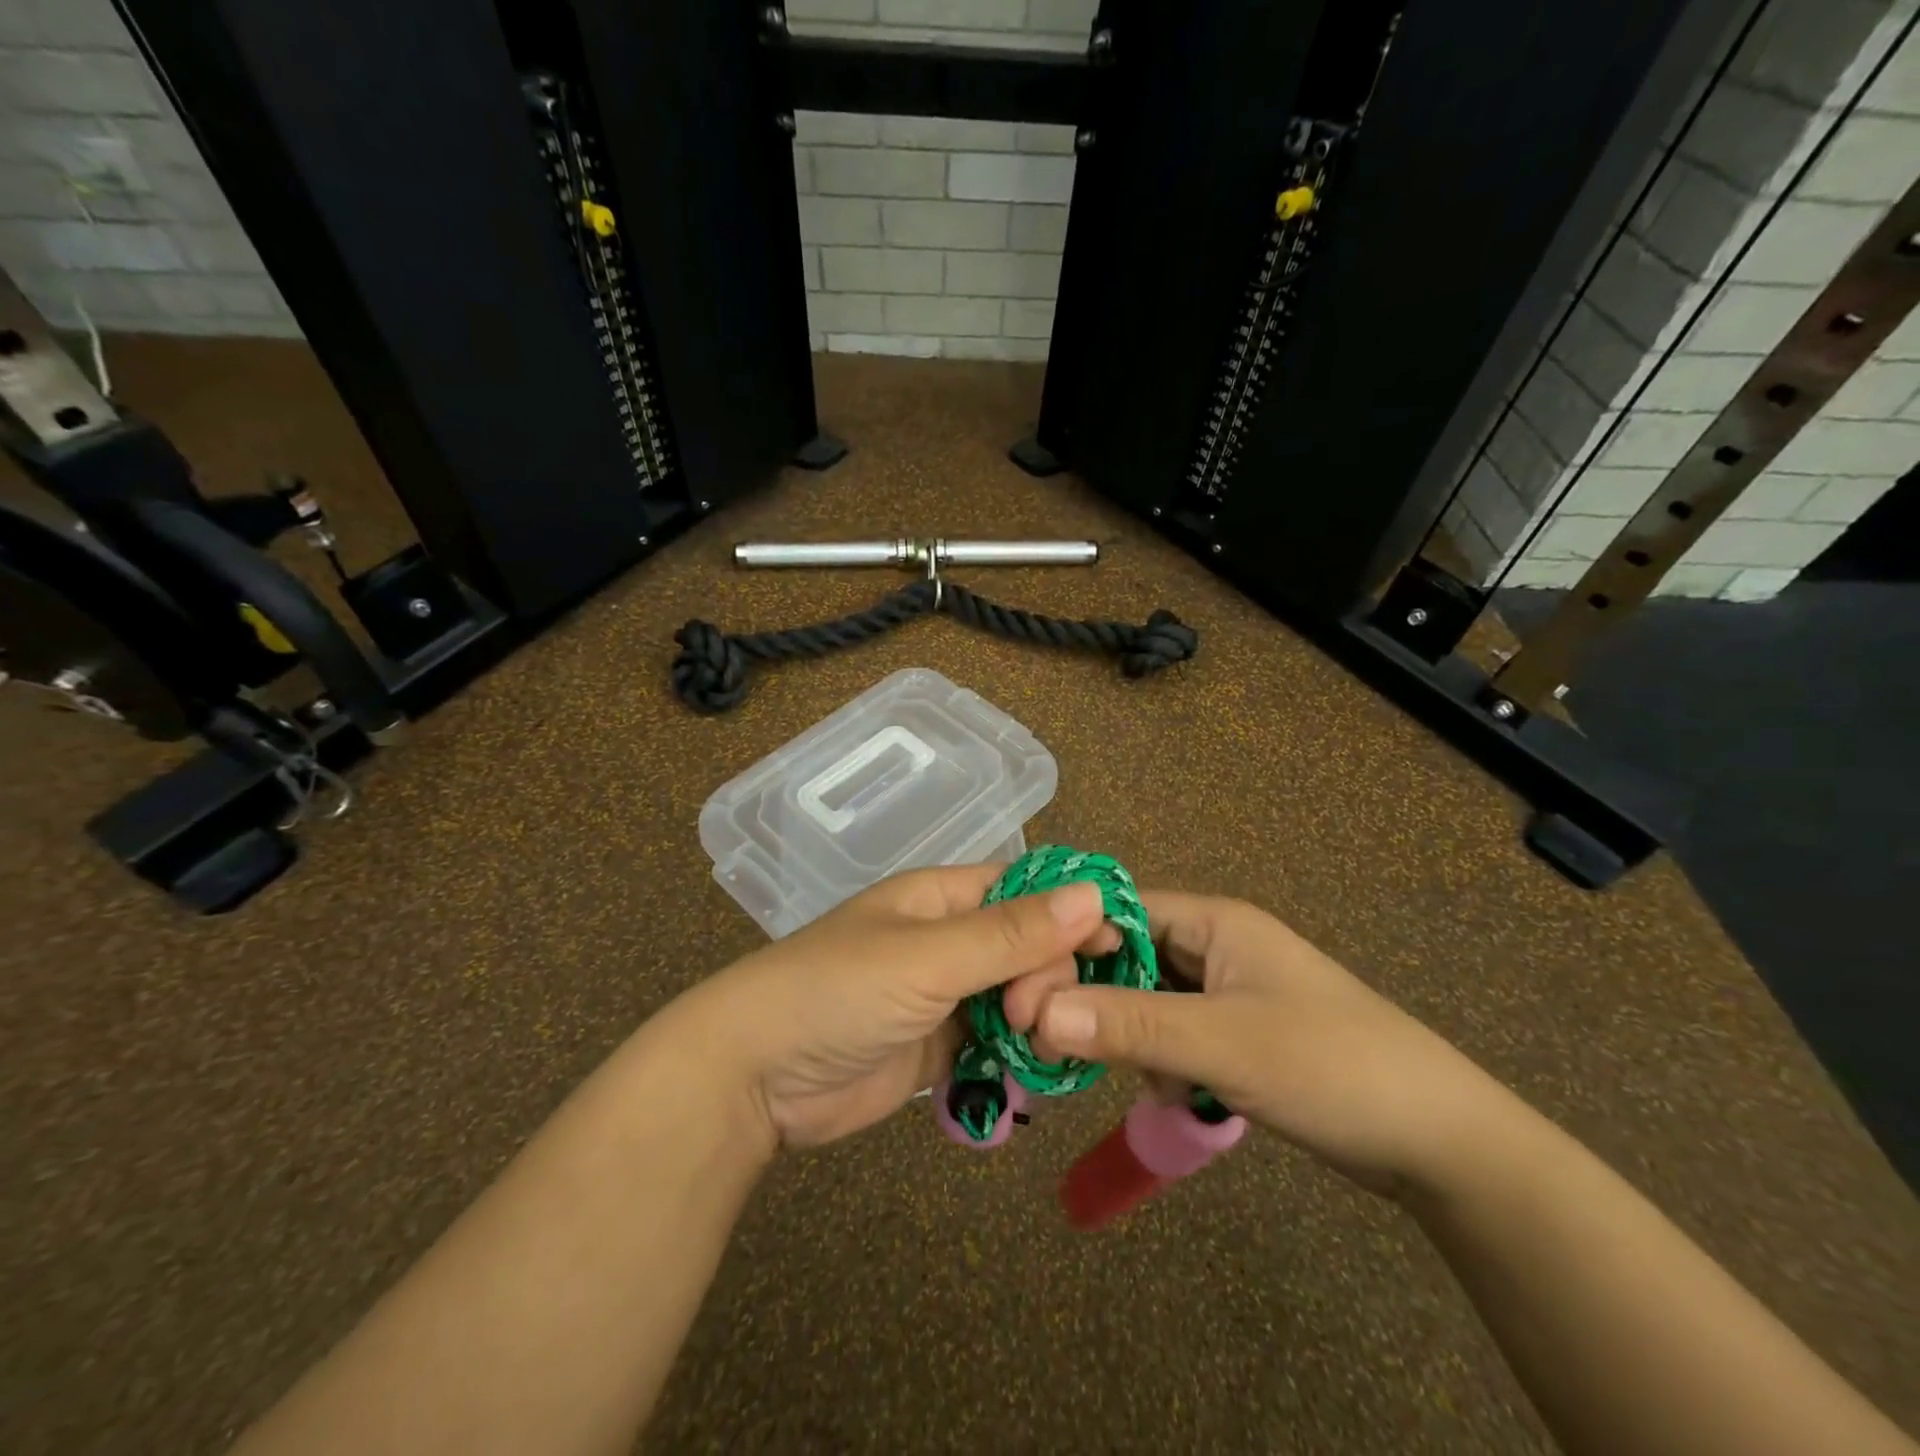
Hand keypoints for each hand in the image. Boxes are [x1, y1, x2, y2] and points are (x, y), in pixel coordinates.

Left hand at [669, 865, 1112, 1149]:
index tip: (1114, 950)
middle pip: (1030, 947)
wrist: (755, 1075)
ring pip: (1018, 996)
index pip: (1026, 891)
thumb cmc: (838, 991)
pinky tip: (1035, 1073)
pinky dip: (1019, 1055)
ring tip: (1036, 1048)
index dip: (1072, 912)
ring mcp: (944, 995)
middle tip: (1031, 1016)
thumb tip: (1093, 894)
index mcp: (942, 898)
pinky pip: (996, 1042)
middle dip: (1047, 977)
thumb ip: (1010, 933)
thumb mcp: (928, 957)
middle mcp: (949, 940)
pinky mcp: (938, 1047)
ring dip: (1038, 1019)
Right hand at [1012, 892, 1512, 1195]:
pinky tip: (1172, 1094)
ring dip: (1125, 1033)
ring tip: (1125, 1075)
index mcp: (1213, 921)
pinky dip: (1158, 1058)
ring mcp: (1225, 990)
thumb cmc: (1332, 1067)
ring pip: (1144, 998)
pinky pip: (1172, 1031)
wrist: (1441, 1142)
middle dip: (1090, 996)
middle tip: (1049, 1044)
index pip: (1117, 912)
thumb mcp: (1224, 1044)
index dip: (1068, 945)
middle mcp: (1213, 944)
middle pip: (1125, 955)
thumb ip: (1130, 1024)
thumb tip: (1036, 1011)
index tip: (1024, 993)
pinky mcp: (1235, 1033)